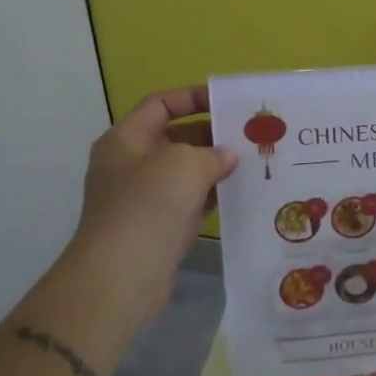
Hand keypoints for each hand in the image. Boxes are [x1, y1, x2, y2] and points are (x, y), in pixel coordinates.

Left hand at [63, 86, 237, 334]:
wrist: (120, 278)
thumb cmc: (148, 207)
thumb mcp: (184, 164)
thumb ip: (211, 152)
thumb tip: (227, 156)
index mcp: (125, 140)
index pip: (160, 104)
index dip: (193, 97)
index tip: (228, 102)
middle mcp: (130, 165)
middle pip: (175, 136)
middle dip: (211, 134)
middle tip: (250, 134)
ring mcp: (143, 198)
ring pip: (185, 171)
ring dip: (216, 166)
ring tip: (255, 161)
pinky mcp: (158, 227)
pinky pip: (190, 201)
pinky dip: (213, 195)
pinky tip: (241, 193)